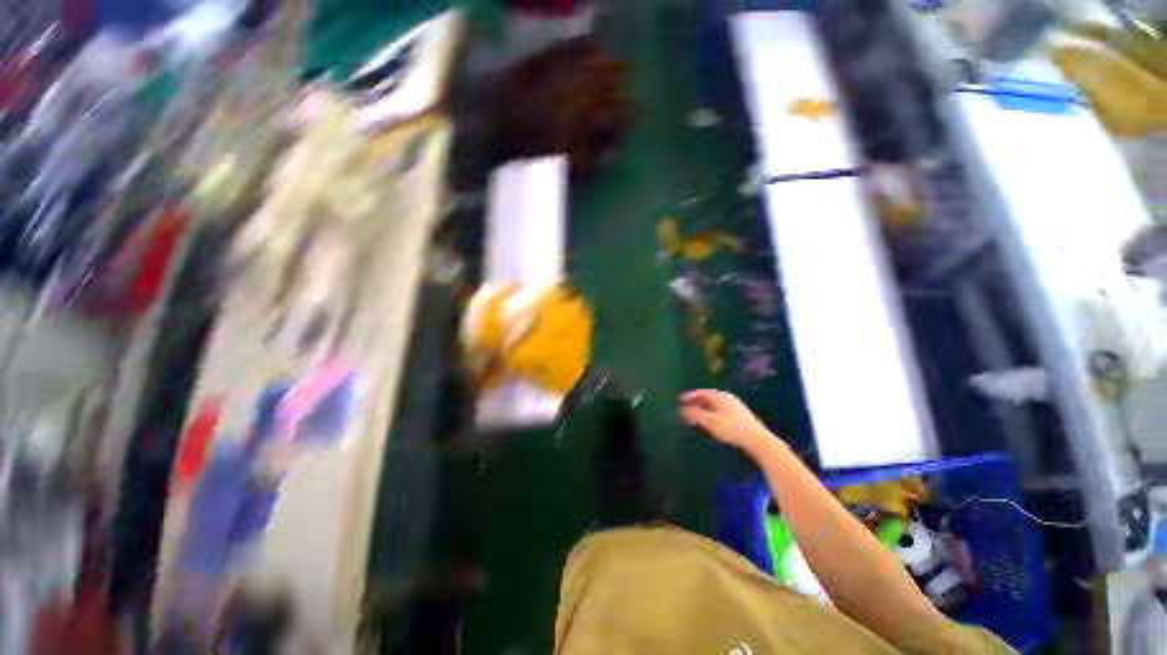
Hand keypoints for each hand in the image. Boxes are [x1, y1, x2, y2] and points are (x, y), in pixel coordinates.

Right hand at [678, 389, 774, 453]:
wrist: (758, 440)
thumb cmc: (732, 428)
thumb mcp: (710, 421)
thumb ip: (695, 415)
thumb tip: (682, 410)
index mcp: (720, 396)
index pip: (701, 393)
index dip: (689, 396)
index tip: (679, 400)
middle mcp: (727, 397)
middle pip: (708, 397)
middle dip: (696, 401)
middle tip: (685, 406)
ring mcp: (735, 406)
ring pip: (714, 403)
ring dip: (703, 407)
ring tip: (695, 413)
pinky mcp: (740, 415)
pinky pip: (720, 409)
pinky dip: (711, 411)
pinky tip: (710, 419)